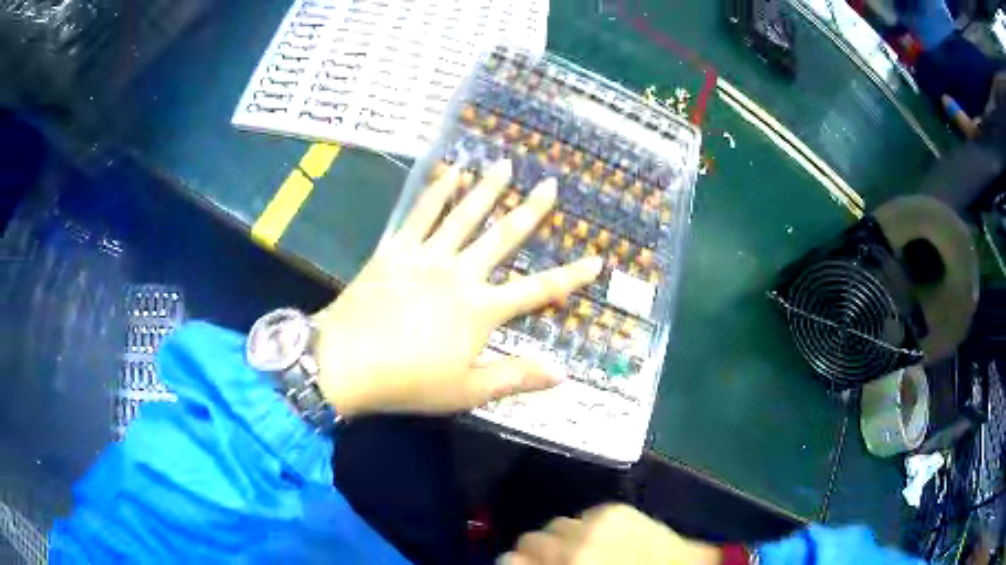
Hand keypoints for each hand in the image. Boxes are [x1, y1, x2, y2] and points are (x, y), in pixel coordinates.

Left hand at [312, 160, 602, 416]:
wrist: (345, 362)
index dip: (571, 276)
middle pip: (503, 236)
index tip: (596, 260)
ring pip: (464, 215)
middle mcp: (460, 273)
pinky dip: (436, 191)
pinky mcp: (395, 250)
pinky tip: (449, 172)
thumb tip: (562, 373)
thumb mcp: (467, 390)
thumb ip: (515, 377)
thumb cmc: (408, 381)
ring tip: (503, 164)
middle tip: (549, 184)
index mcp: (481, 309)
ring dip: (486, 189)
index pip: (539, 290)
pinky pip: (420, 214)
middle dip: (531, 210)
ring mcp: (426, 256)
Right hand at [501, 504, 720, 564]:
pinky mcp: (614, 509)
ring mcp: (594, 524)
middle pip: (529, 539)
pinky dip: (587, 525)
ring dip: (562, 536)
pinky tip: (604, 536)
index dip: (512, 563)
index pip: (510, 560)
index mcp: (567, 563)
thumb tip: (516, 562)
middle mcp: (573, 545)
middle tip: (554, 560)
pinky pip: (583, 515)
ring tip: (581, 546)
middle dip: (537, 551)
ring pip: (555, 524)